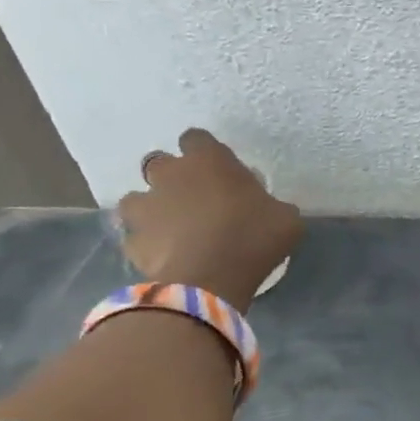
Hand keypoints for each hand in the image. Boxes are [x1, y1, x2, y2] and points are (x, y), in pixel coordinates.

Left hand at [117, 130, 302, 310]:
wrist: (208, 282)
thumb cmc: (252, 239)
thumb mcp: (286, 219)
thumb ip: (273, 205)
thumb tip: (270, 210)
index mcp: (209, 160)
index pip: (196, 138)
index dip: (204, 152)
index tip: (218, 171)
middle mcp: (170, 174)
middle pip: (159, 163)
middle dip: (172, 178)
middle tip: (194, 199)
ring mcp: (145, 207)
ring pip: (136, 199)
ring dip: (151, 208)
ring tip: (171, 229)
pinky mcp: (133, 240)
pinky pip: (136, 237)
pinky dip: (147, 245)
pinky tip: (165, 258)